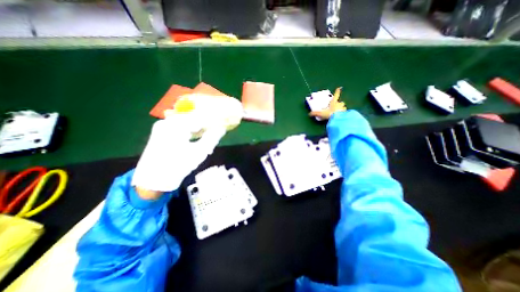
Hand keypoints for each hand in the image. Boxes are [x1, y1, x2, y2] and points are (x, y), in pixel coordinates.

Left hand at [131, 115, 226, 194]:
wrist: (153, 180)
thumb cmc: (178, 166)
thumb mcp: (199, 152)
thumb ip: (212, 138)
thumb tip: (221, 129)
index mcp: (176, 124)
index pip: (200, 118)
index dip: (212, 122)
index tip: (221, 126)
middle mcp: (168, 121)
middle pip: (193, 119)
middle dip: (206, 126)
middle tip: (215, 134)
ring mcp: (163, 126)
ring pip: (188, 123)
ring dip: (199, 130)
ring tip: (208, 138)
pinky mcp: (161, 132)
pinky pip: (181, 127)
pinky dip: (190, 132)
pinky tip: (197, 139)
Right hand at [308, 87, 343, 119]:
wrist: (337, 118)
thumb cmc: (330, 114)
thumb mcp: (321, 113)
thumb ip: (315, 113)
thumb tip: (309, 114)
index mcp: (333, 102)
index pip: (336, 96)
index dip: (337, 92)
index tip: (339, 88)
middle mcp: (339, 104)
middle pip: (341, 102)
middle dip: (340, 103)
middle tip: (337, 106)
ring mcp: (343, 109)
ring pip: (343, 107)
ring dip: (342, 109)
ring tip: (339, 112)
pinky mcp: (345, 113)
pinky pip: (345, 113)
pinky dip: (344, 114)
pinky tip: (341, 116)